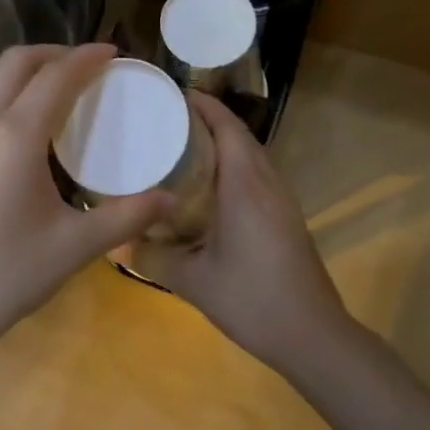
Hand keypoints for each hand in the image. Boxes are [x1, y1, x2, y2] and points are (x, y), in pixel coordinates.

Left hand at [0, 44, 168, 349]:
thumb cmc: (3, 276)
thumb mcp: (73, 247)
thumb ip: (126, 218)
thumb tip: (171, 200)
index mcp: (14, 136)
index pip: (56, 76)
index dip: (87, 58)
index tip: (113, 51)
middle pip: (17, 62)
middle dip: (55, 53)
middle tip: (88, 66)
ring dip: (29, 72)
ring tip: (62, 92)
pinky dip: (10, 96)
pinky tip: (29, 129)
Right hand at [136, 92, 350, 371]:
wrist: (313, 335)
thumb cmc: (252, 299)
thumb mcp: (193, 281)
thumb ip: (152, 258)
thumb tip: (116, 242)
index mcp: (244, 185)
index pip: (227, 127)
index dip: (203, 105)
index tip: (174, 94)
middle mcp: (267, 183)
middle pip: (240, 136)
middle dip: (208, 120)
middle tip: (168, 120)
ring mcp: (282, 200)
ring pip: (251, 155)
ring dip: (223, 143)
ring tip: (184, 146)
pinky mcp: (286, 218)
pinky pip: (258, 175)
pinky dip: (233, 166)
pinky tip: (210, 189)